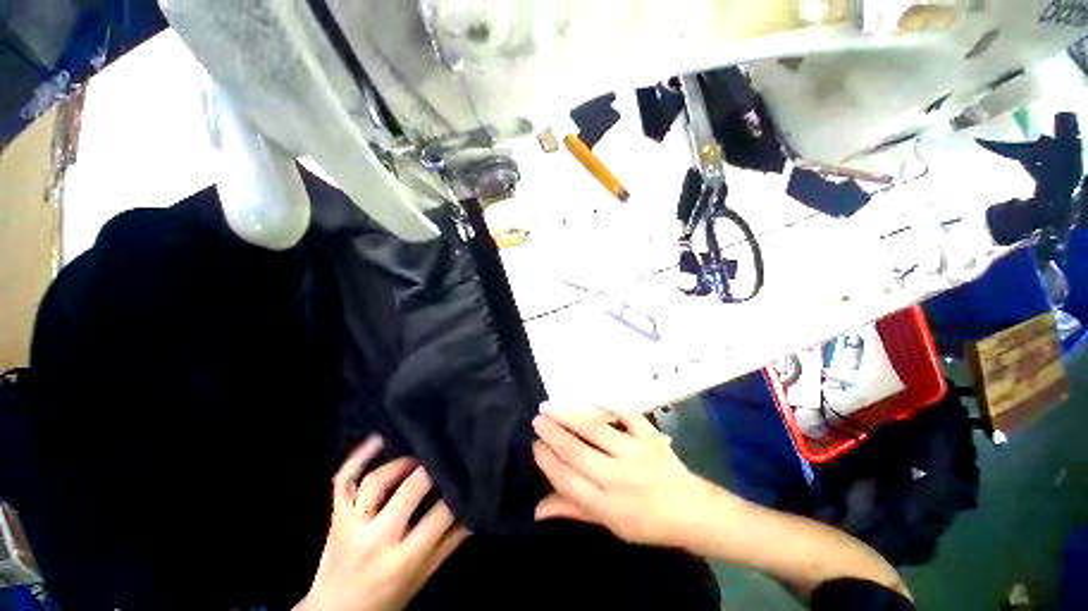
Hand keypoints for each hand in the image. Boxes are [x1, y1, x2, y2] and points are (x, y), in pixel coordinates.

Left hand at [298, 436, 469, 610]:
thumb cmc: (385, 597)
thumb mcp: (422, 576)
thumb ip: (450, 543)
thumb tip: (476, 510)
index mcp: (403, 559)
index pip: (440, 515)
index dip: (458, 493)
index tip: (469, 475)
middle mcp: (376, 538)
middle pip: (409, 490)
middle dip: (432, 469)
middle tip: (447, 456)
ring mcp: (350, 524)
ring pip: (376, 481)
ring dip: (401, 463)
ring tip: (419, 455)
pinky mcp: (335, 515)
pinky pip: (343, 481)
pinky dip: (358, 457)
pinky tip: (378, 439)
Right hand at [532, 405, 727, 549]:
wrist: (690, 509)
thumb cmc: (647, 522)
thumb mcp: (609, 525)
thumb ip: (574, 510)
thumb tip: (537, 508)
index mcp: (608, 506)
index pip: (568, 480)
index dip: (547, 461)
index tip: (535, 445)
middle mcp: (619, 478)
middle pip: (577, 451)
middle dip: (553, 434)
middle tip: (537, 420)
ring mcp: (637, 453)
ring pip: (596, 429)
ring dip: (570, 416)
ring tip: (550, 407)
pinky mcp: (651, 436)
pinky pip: (627, 415)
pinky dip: (608, 405)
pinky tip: (591, 399)